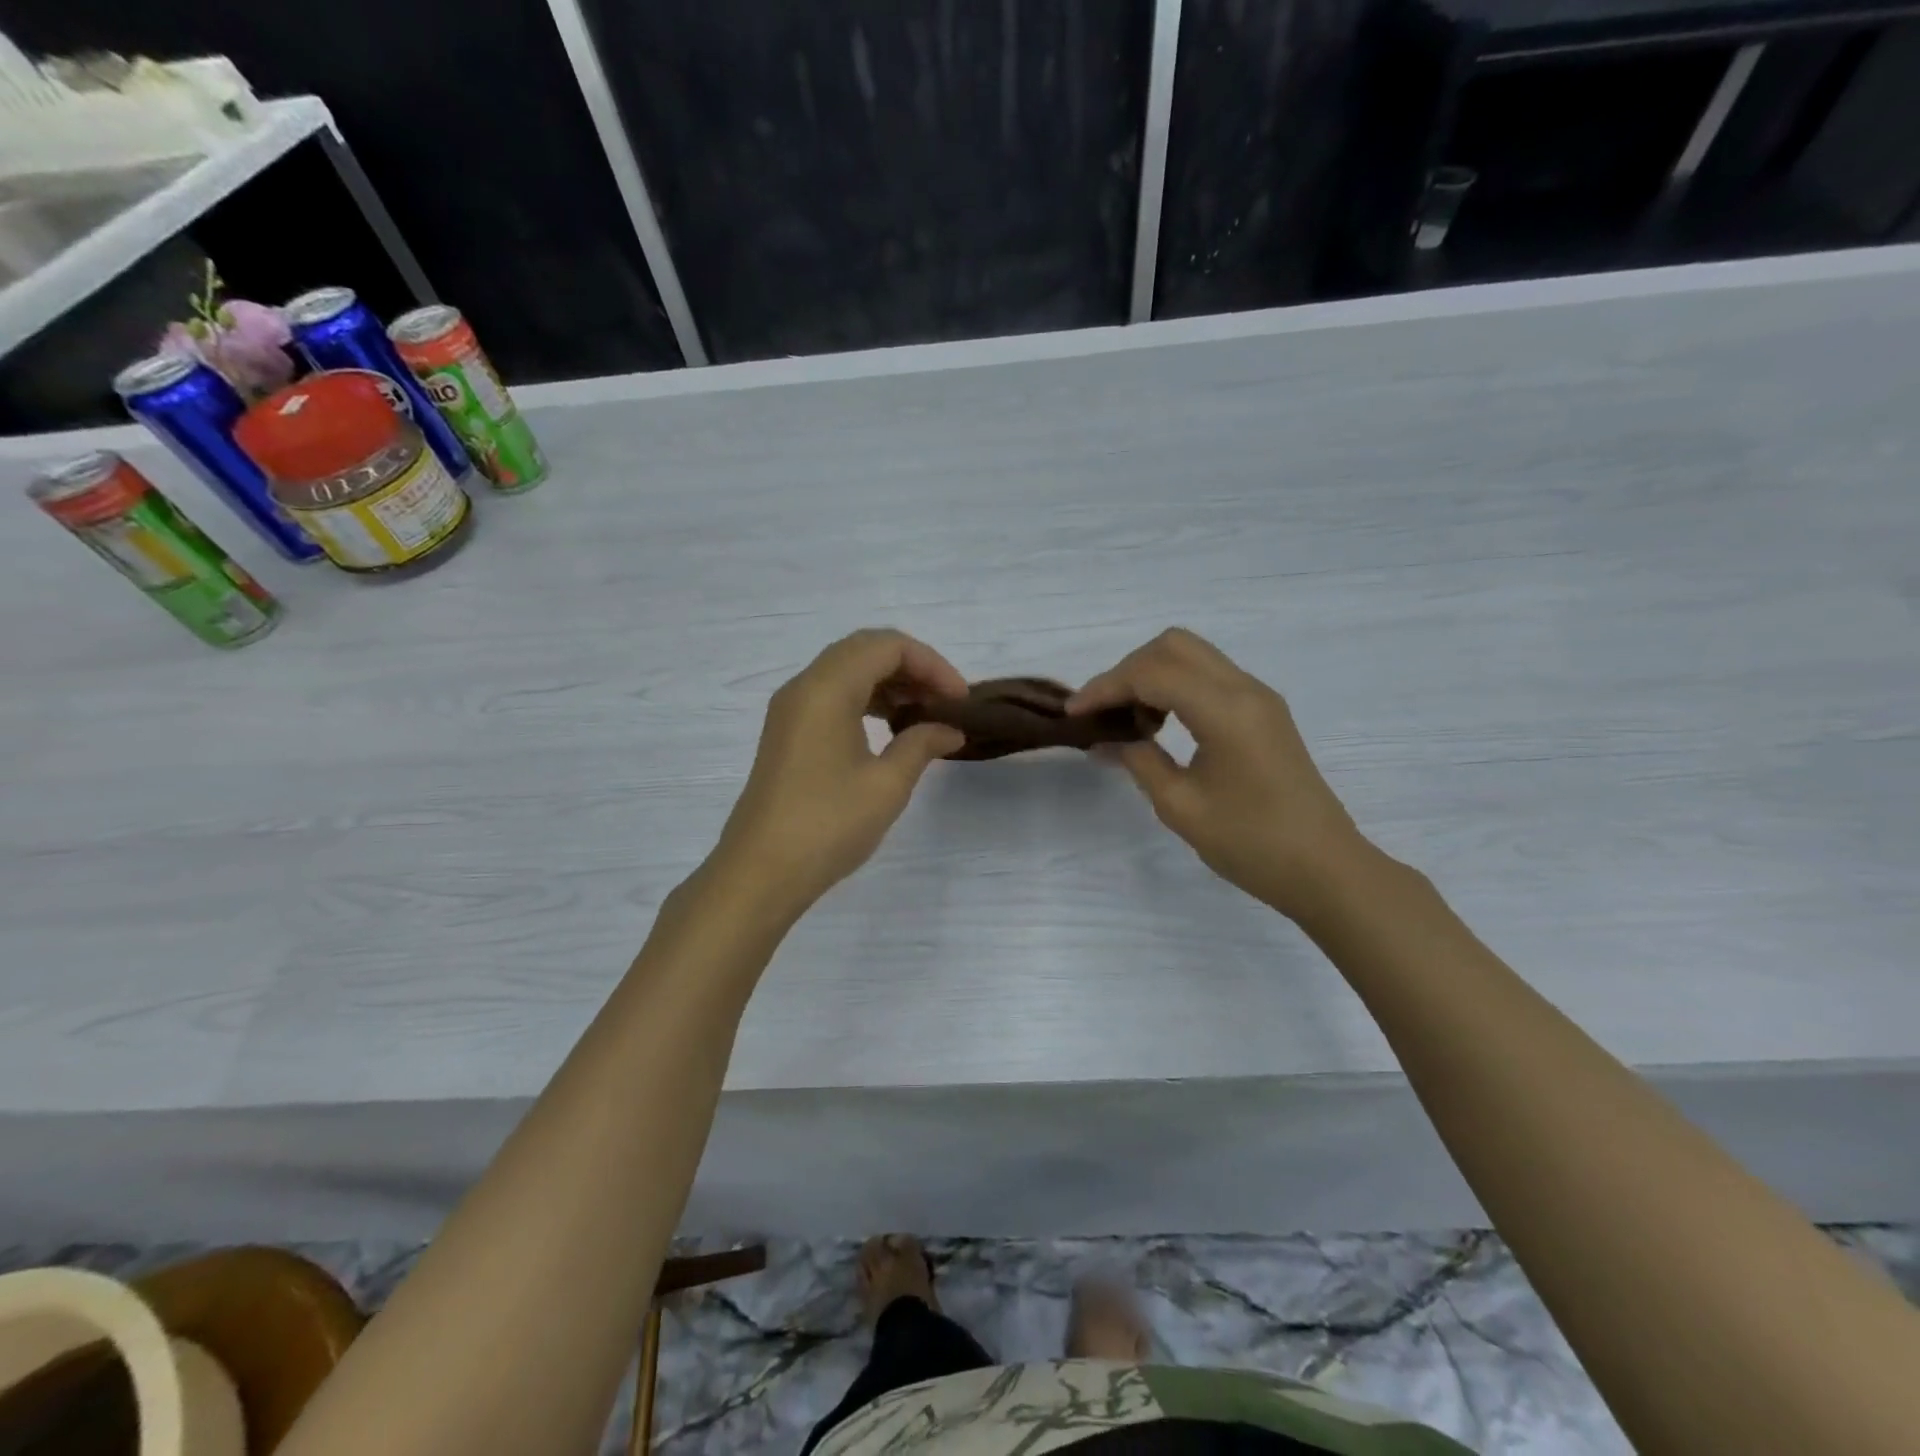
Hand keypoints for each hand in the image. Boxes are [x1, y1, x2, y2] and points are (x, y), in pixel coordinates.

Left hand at [711, 629, 966, 920]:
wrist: (760, 872)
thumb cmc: (827, 825)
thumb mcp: (887, 785)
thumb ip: (922, 744)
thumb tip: (949, 729)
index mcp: (827, 689)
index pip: (887, 646)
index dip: (931, 664)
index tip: (959, 700)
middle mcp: (804, 687)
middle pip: (865, 650)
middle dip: (912, 667)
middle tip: (944, 702)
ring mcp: (790, 709)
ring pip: (847, 671)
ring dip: (889, 683)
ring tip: (923, 715)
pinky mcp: (787, 732)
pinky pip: (832, 695)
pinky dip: (866, 700)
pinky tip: (889, 730)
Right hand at [1071, 629, 1367, 921]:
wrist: (1325, 869)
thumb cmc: (1251, 844)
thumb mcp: (1181, 807)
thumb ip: (1139, 762)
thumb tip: (1105, 741)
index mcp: (1225, 711)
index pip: (1152, 673)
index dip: (1105, 687)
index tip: (1074, 713)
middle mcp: (1244, 689)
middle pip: (1173, 646)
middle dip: (1128, 671)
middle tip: (1105, 712)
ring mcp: (1258, 697)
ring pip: (1192, 656)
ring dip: (1152, 676)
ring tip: (1132, 723)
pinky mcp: (1264, 711)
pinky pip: (1209, 677)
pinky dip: (1175, 687)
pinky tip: (1162, 726)